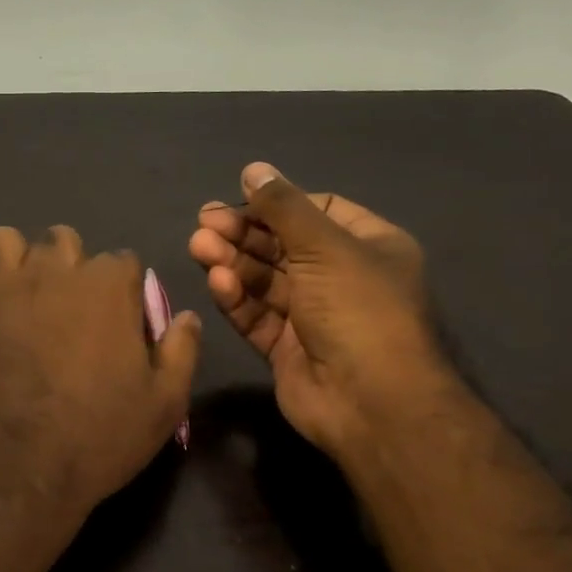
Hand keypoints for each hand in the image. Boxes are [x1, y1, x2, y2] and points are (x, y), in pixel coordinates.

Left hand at [0, 226, 199, 527]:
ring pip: (0, 244)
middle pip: (61, 240)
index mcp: (105, 287)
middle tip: (69, 306)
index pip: (123, 260)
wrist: (20, 473)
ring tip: (18, 296)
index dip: (124, 289)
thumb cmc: (101, 437)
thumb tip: (185, 316)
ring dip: (12, 262)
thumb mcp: (165, 403)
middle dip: (69, 263)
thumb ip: (180, 351)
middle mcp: (49, 274)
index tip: (122, 320)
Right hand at [188, 163, 446, 456]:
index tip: (240, 198)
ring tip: (199, 246)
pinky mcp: (286, 348)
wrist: (373, 404)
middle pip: (283, 245)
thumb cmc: (359, 310)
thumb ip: (283, 206)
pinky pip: (257, 315)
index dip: (278, 204)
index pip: (318, 211)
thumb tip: (254, 168)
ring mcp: (312, 315)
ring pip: (265, 280)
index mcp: (368, 247)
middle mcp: (341, 278)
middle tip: (203, 222)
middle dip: (244, 233)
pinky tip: (218, 281)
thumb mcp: (324, 247)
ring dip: (233, 261)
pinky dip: (237, 297)